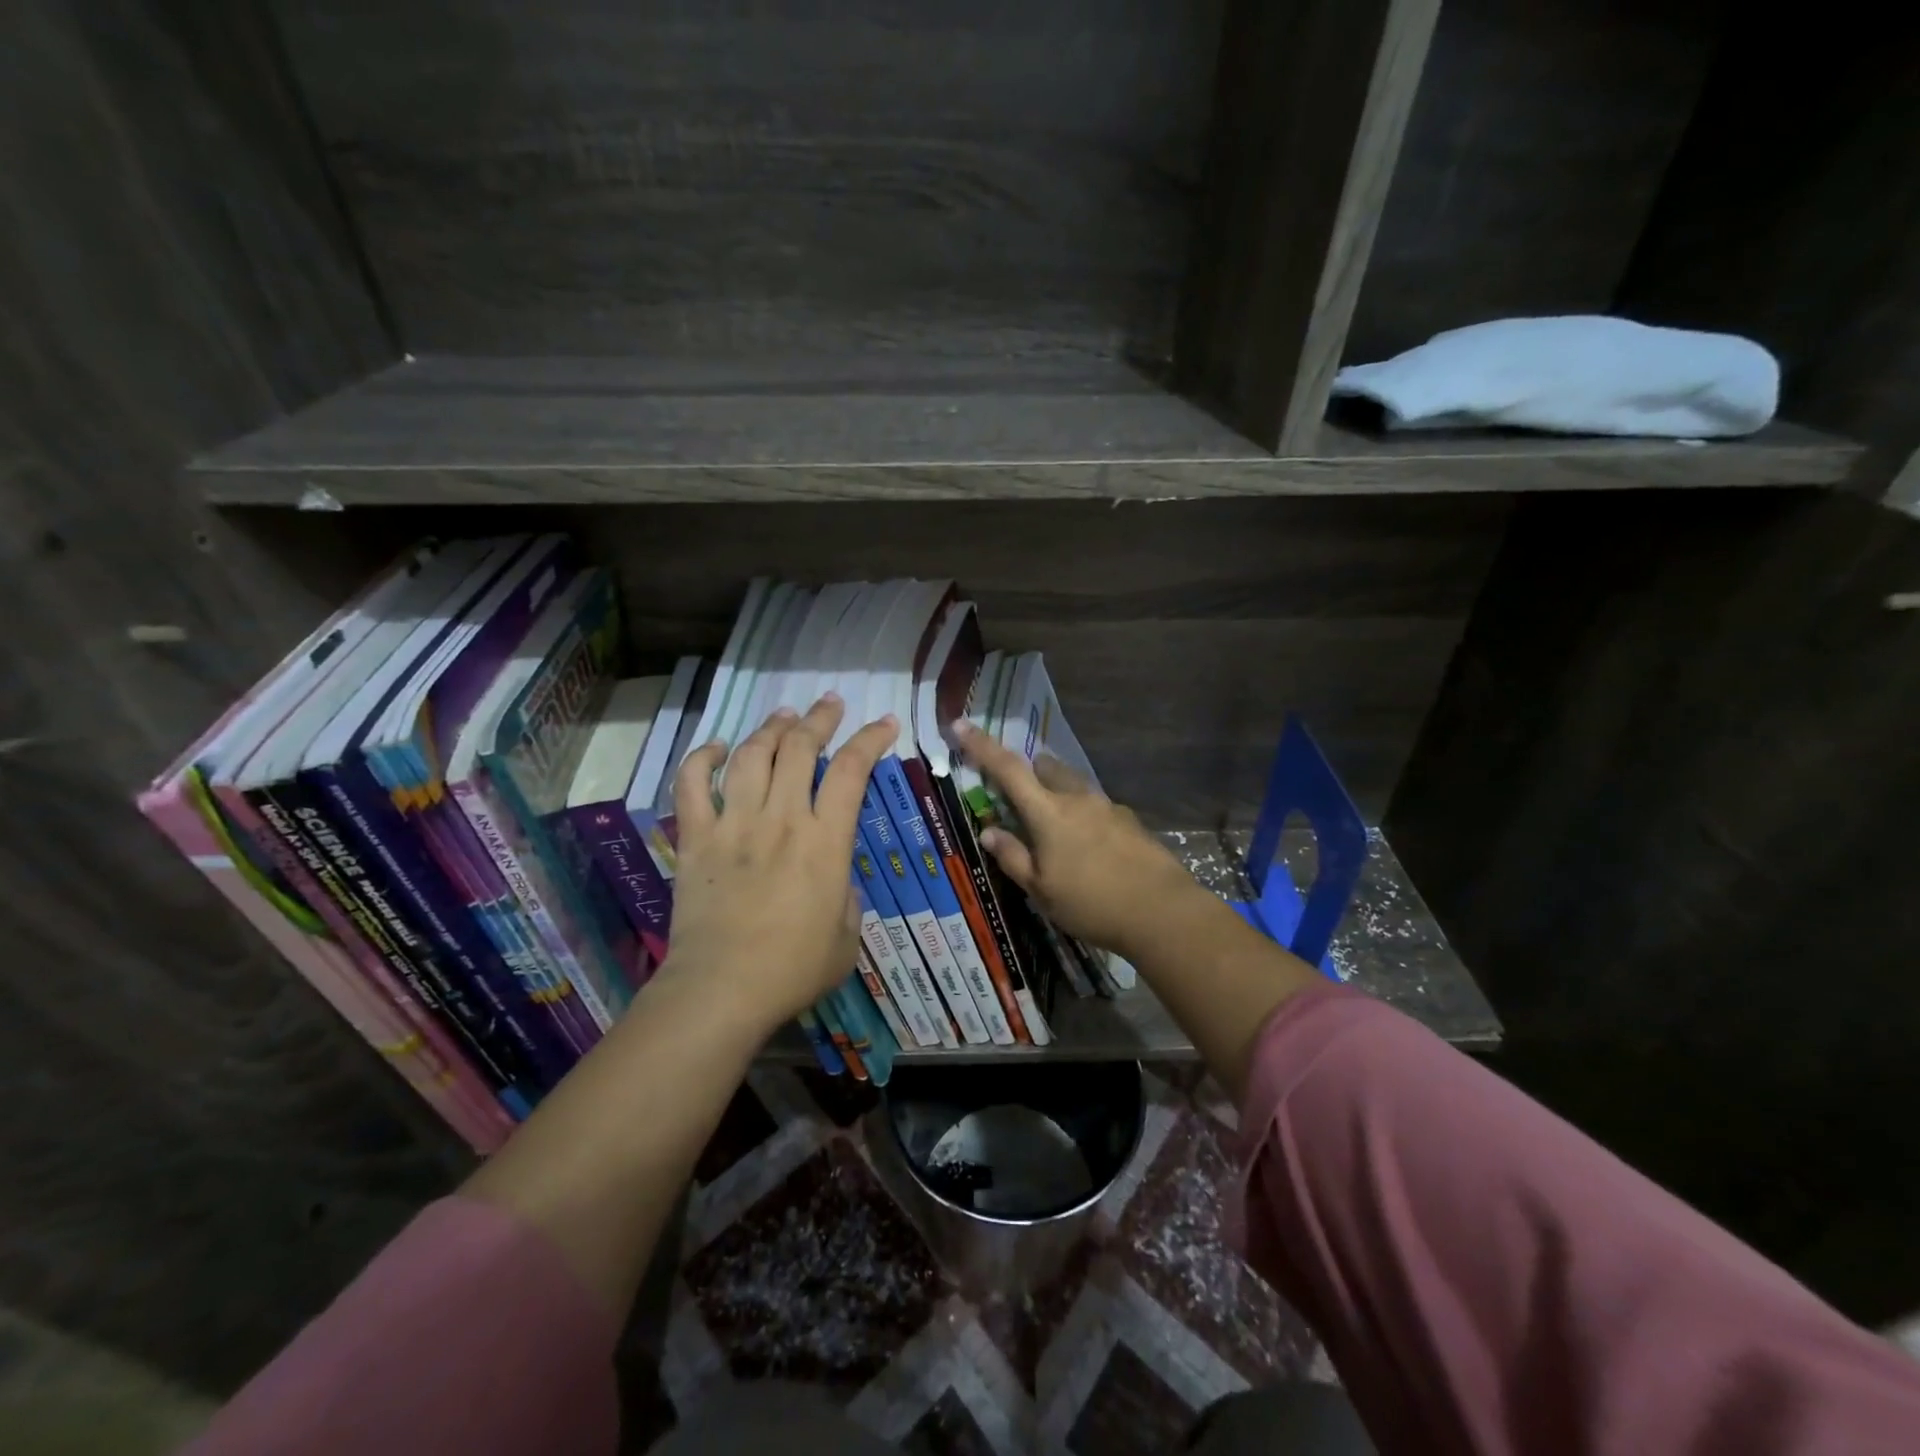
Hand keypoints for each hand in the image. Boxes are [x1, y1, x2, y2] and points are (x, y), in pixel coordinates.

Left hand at [659, 694, 896, 1035]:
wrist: (722, 990)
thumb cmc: (794, 969)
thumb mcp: (847, 935)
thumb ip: (847, 895)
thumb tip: (835, 877)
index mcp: (824, 842)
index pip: (852, 771)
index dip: (870, 739)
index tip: (883, 723)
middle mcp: (780, 819)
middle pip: (799, 748)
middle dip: (818, 719)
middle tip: (829, 703)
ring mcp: (733, 824)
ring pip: (751, 756)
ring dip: (770, 728)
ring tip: (784, 716)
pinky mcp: (696, 839)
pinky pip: (691, 786)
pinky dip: (703, 759)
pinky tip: (718, 748)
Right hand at [952, 720, 1205, 959]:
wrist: (1162, 912)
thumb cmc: (1091, 903)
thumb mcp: (1041, 890)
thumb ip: (1013, 857)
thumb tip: (990, 831)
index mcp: (1049, 812)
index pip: (1008, 769)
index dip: (982, 746)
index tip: (961, 724)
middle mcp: (1078, 798)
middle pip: (1047, 768)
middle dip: (1030, 773)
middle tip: (1021, 800)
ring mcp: (1108, 807)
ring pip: (1075, 786)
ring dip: (1059, 794)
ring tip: (1058, 833)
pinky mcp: (1131, 822)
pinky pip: (1098, 807)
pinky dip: (1084, 817)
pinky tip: (1091, 851)